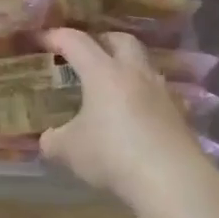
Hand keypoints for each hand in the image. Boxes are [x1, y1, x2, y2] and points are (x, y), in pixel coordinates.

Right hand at [39, 29, 209, 205]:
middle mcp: (134, 73)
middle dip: (101, 41)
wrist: (171, 180)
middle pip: (120, 40)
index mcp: (103, 72)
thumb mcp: (69, 150)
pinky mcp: (179, 113)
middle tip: (85, 54)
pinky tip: (135, 113)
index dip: (55, 37)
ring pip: (143, 64)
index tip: (40, 40)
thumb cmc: (112, 155)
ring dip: (126, 67)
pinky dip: (143, 95)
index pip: (76, 41)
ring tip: (110, 85)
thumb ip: (52, 140)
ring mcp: (161, 91)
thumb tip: (46, 139)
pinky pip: (158, 92)